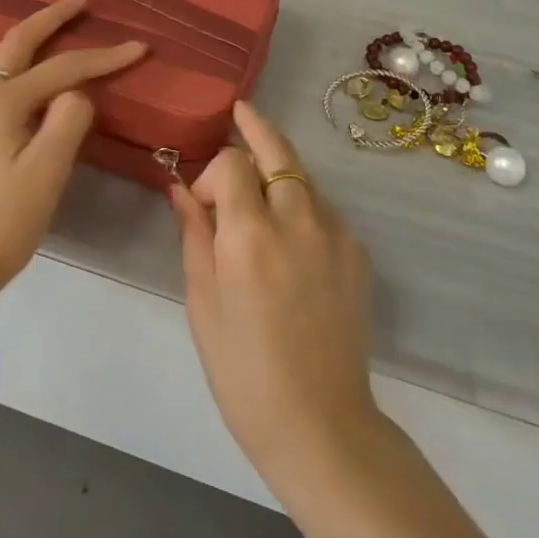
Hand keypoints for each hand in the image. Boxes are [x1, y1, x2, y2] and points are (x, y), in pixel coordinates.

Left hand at [0, 0, 146, 300]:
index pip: (64, 69)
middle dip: (53, 17)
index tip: (139, 48)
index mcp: (5, 101)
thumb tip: (77, 94)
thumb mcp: (46, 173)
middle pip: (19, 42)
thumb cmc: (3, 222)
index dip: (104, 57)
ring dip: (3, 24)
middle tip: (81, 1)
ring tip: (13, 5)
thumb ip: (66, 122)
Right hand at [171, 102, 381, 487]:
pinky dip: (301, 205)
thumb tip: (181, 188)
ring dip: (279, 171)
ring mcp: (335, 234)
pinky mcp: (357, 253)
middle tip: (241, 112)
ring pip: (303, 177)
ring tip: (260, 188)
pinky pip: (323, 210)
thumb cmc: (243, 370)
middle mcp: (298, 220)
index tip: (201, 204)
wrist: (321, 425)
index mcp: (251, 235)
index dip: (212, 173)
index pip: (232, 163)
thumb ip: (194, 235)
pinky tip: (290, 238)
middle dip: (256, 127)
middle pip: (278, 150)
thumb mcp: (202, 303)